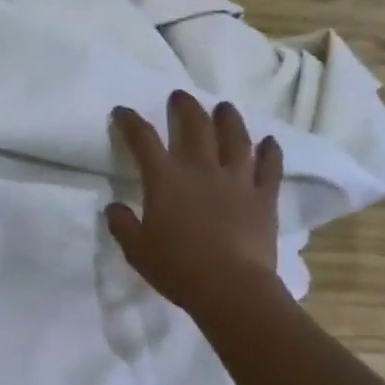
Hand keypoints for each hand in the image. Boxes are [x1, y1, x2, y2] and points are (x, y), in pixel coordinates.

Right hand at [106, 91, 283, 314]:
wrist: (230, 288)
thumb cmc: (177, 268)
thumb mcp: (136, 250)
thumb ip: (122, 224)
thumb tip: (113, 208)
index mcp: (165, 179)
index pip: (143, 139)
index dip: (130, 122)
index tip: (122, 111)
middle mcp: (201, 169)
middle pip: (195, 126)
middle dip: (185, 107)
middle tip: (180, 97)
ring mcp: (237, 180)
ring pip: (235, 138)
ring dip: (229, 119)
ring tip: (224, 108)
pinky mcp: (264, 196)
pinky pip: (270, 167)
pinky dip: (271, 152)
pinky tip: (270, 142)